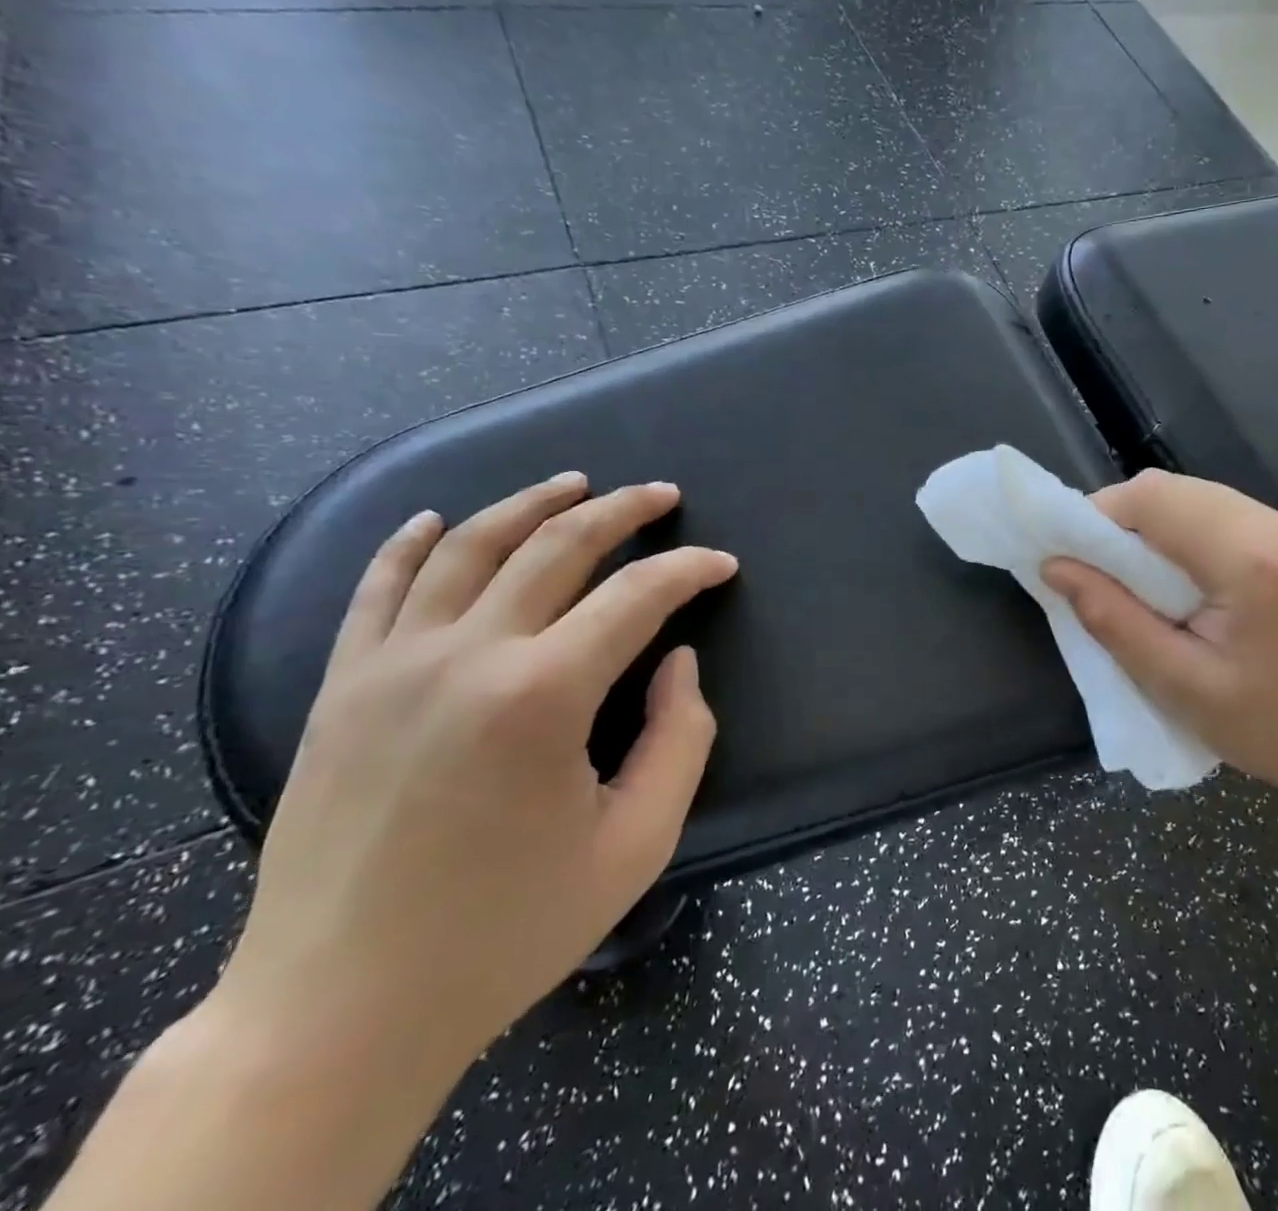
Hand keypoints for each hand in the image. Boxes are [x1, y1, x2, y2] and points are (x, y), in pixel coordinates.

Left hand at [214, 473, 737, 1082]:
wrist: (338, 1013)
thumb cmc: (507, 932)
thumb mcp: (636, 844)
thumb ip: (680, 738)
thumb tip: (676, 661)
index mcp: (542, 696)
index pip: (636, 596)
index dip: (689, 570)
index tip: (721, 565)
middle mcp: (464, 657)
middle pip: (556, 546)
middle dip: (622, 510)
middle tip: (662, 494)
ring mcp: (390, 666)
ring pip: (468, 546)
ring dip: (529, 503)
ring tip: (574, 483)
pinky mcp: (340, 689)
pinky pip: (376, 589)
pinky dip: (409, 543)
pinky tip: (437, 519)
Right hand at [1042, 470, 1277, 814]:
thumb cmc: (1275, 729)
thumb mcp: (1179, 685)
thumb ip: (1111, 618)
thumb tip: (1055, 568)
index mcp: (1249, 559)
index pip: (1152, 499)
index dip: (1097, 518)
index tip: (1071, 561)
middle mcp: (1274, 525)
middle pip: (1170, 488)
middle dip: (1119, 522)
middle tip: (1096, 575)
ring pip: (1191, 497)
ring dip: (1149, 528)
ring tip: (1131, 583)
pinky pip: (1216, 514)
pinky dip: (1179, 535)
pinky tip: (1175, 582)